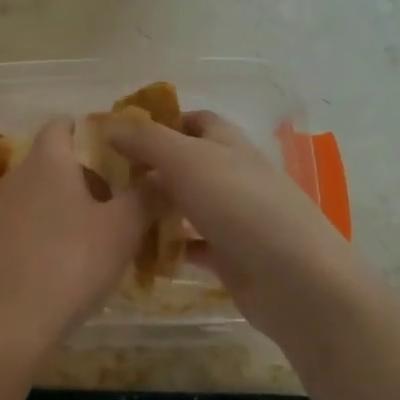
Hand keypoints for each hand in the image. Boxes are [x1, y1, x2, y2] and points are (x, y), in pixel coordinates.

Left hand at [0, 117, 155, 351]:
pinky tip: (73, 259)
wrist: (10, 323)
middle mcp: (18, 176)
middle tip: (125, 198)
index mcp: (47, 160)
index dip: (93, 131)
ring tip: (105, 232)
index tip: (122, 152)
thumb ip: (149, 195)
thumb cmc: (71, 262)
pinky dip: (53, 229)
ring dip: (73, 204)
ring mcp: (1, 210)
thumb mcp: (123, 228)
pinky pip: (30, 222)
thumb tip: (167, 173)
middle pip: (57, 160)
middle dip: (91, 174)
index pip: (64, 124)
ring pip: (44, 193)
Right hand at [108, 111, 363, 342]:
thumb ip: (148, 141)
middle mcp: (232, 175)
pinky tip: (140, 253)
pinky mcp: (231, 257)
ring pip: (186, 205)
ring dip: (155, 209)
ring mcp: (233, 218)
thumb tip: (111, 125)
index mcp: (227, 144)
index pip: (194, 120)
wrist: (295, 279)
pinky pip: (192, 246)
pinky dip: (169, 248)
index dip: (161, 122)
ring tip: (113, 215)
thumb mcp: (188, 161)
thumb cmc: (240, 206)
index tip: (120, 134)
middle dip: (149, 168)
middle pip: (186, 164)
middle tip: (104, 179)